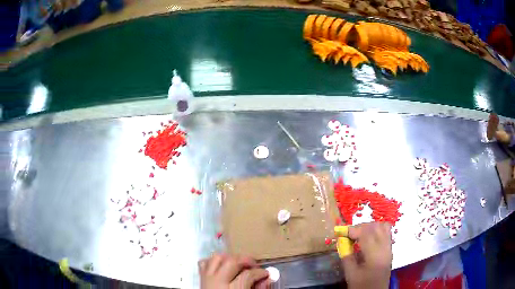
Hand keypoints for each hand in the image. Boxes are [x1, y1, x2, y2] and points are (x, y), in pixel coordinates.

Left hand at [199, 253, 269, 288]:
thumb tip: (267, 279)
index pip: (248, 275)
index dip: (260, 272)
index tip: (266, 274)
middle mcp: (217, 283)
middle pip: (231, 262)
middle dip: (245, 260)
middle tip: (254, 266)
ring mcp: (206, 280)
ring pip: (216, 258)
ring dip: (229, 258)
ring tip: (239, 265)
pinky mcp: (200, 279)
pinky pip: (204, 263)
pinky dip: (213, 262)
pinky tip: (222, 268)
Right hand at [341, 222, 391, 288]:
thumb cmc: (362, 285)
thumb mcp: (351, 274)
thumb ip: (347, 257)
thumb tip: (341, 242)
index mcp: (374, 255)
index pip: (366, 234)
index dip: (353, 230)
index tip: (341, 232)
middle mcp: (384, 248)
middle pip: (375, 227)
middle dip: (360, 227)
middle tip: (348, 234)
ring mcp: (389, 248)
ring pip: (382, 226)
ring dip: (369, 226)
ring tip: (358, 234)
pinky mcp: (390, 249)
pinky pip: (386, 232)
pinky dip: (377, 230)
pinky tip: (369, 237)